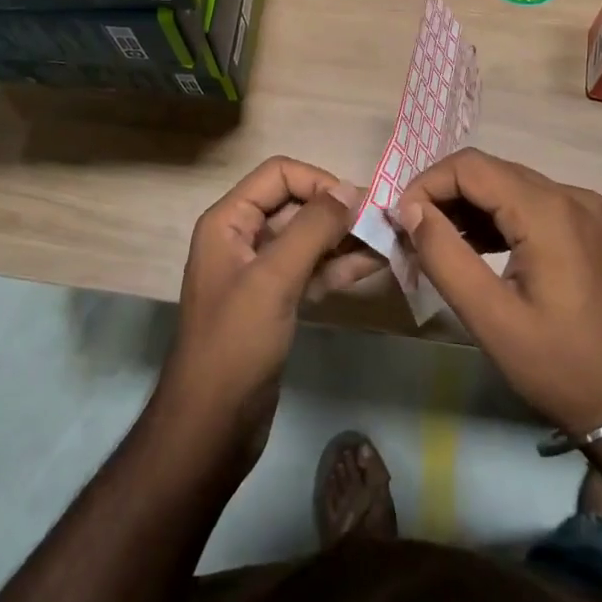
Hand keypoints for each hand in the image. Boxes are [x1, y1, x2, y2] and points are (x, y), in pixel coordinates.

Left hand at [154, 158, 365, 468]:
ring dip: (345, 238)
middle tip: (383, 222)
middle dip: (337, 210)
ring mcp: (261, 272)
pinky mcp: (277, 302)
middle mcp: (243, 238)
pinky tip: (374, 265)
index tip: (357, 204)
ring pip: (308, 239)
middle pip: (296, 205)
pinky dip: (340, 266)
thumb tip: (350, 189)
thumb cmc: (236, 343)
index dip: (318, 181)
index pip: (278, 175)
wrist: (212, 425)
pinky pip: (312, 270)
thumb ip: (312, 228)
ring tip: (389, 241)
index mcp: (229, 222)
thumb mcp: (274, 278)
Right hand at [395, 148, 601, 435]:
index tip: (400, 221)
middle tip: (412, 233)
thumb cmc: (560, 366)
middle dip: (444, 194)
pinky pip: (533, 204)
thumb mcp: (490, 318)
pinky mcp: (591, 228)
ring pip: (510, 186)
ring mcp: (587, 210)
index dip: (427, 184)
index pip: (471, 166)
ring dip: (469, 206)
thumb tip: (410, 210)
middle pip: (491, 171)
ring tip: (437, 242)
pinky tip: (476, 248)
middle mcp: (571, 196)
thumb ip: (444, 256)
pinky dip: (498, 218)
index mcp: (549, 212)